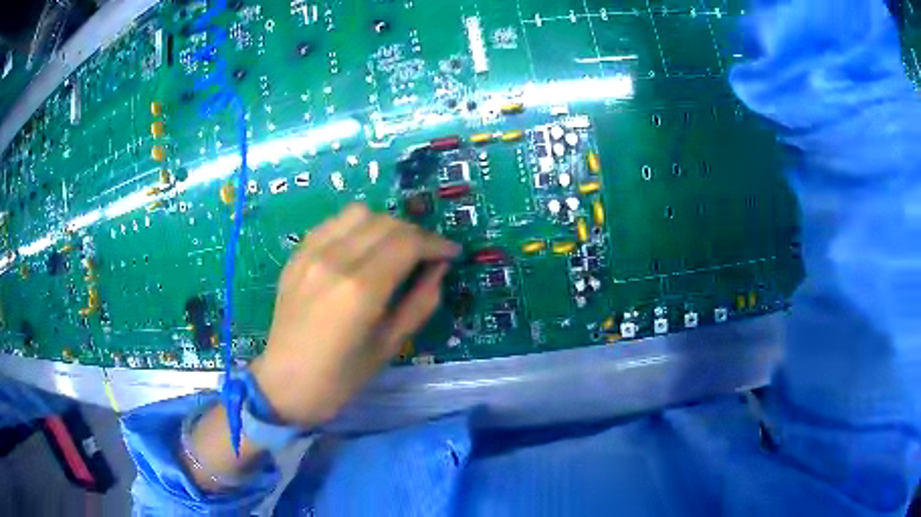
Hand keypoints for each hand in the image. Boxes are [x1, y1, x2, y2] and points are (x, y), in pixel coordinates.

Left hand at [250, 203, 460, 426]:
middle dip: (416, 234)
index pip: (408, 243)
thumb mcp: (389, 346)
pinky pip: (332, 223)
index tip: (452, 253)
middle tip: (427, 255)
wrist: (284, 383)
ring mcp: (311, 253)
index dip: (437, 243)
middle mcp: (335, 260)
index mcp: (360, 289)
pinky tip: (361, 248)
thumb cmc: (341, 378)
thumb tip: (438, 269)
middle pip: (386, 222)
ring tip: (394, 247)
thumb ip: (420, 302)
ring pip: (359, 213)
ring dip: (385, 224)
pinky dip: (356, 227)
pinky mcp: (296, 255)